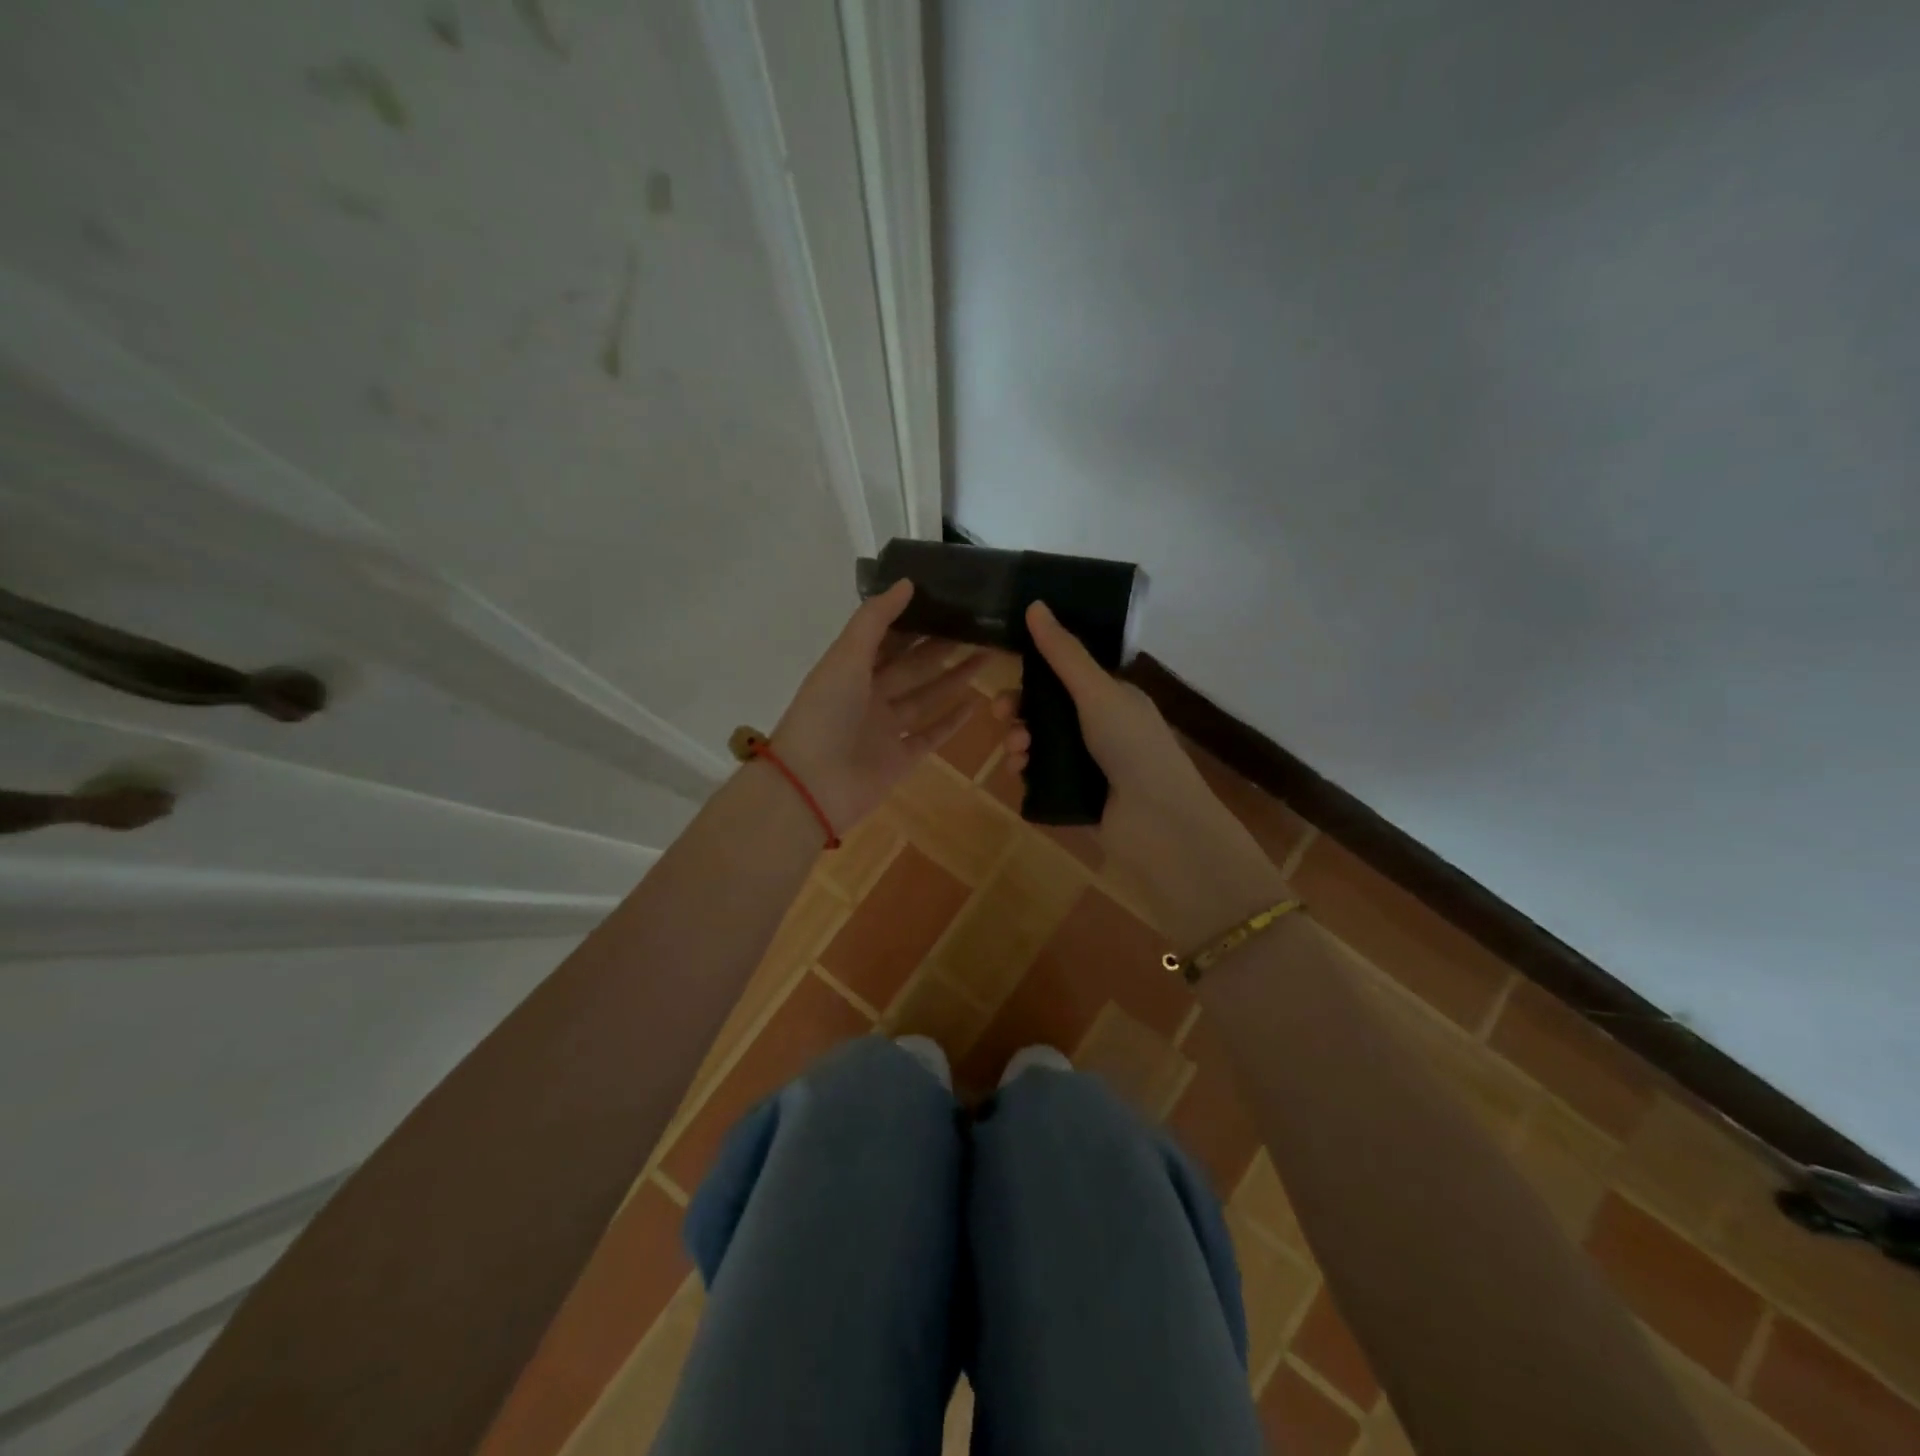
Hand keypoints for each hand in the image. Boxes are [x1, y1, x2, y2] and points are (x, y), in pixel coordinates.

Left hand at [770, 581, 982, 831]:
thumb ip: (875, 619)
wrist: (812, 786)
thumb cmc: (825, 713)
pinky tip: (976, 702)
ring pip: (926, 698)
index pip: (887, 638)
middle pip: (912, 666)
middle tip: (979, 626)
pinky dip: (952, 721)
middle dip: (942, 647)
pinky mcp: (900, 759)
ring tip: (987, 656)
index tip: (947, 600)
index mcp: (850, 669)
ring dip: (955, 678)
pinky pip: (930, 736)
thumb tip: (907, 582)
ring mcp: (885, 730)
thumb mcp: (846, 656)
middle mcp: (868, 696)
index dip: (914, 619)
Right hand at [995, 602, 1289, 946]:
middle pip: (1044, 710)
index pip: (1063, 676)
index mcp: (1111, 697)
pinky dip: (1025, 770)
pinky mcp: (1075, 795)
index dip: (1032, 674)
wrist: (1158, 823)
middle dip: (1018, 710)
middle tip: (1000, 714)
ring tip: (1018, 751)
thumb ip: (1063, 653)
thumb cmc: (1132, 747)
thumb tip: (1036, 604)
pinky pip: (1039, 775)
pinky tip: (1020, 772)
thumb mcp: (1096, 692)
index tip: (1008, 674)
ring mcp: (1087, 764)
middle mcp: (1099, 727)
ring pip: (1037, 743)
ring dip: (1019, 740)